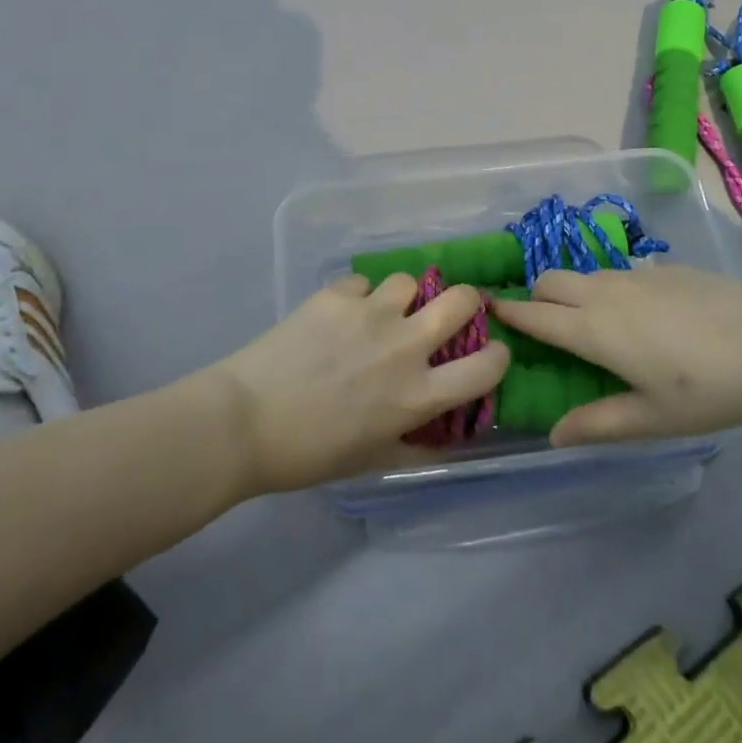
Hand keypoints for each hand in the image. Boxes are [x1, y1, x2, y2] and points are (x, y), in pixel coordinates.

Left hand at [210, 274, 509, 493]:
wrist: (245, 421)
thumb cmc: (310, 454)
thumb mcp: (372, 461)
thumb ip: (415, 443)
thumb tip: (442, 434)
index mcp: (417, 394)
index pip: (487, 366)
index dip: (497, 356)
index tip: (488, 354)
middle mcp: (404, 347)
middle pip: (461, 300)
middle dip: (466, 301)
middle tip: (449, 312)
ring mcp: (370, 314)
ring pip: (409, 281)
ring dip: (404, 297)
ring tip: (382, 312)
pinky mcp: (337, 295)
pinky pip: (362, 282)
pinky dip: (358, 297)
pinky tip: (338, 315)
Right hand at [490, 266, 741, 446]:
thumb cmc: (711, 389)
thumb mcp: (653, 418)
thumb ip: (598, 423)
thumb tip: (553, 435)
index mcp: (594, 330)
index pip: (536, 315)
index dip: (509, 313)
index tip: (487, 310)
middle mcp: (605, 293)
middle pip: (551, 281)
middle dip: (536, 297)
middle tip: (541, 325)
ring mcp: (636, 275)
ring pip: (585, 275)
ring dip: (572, 292)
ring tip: (589, 323)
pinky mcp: (664, 269)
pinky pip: (619, 274)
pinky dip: (608, 289)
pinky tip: (640, 316)